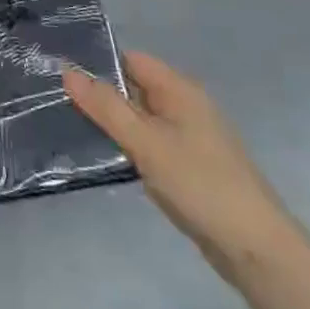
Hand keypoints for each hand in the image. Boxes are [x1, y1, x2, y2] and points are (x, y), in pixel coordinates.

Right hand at [64, 50, 299, 281]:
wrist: (255, 248)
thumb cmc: (200, 184)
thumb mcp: (146, 142)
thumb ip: (106, 107)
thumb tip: (67, 71)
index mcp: (179, 89)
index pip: (130, 59)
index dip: (98, 62)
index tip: (60, 73)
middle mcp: (184, 106)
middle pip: (133, 88)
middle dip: (99, 95)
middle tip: (54, 100)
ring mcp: (187, 137)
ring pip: (138, 118)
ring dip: (111, 123)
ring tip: (67, 125)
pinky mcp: (187, 166)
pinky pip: (148, 143)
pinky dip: (126, 146)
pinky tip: (100, 156)